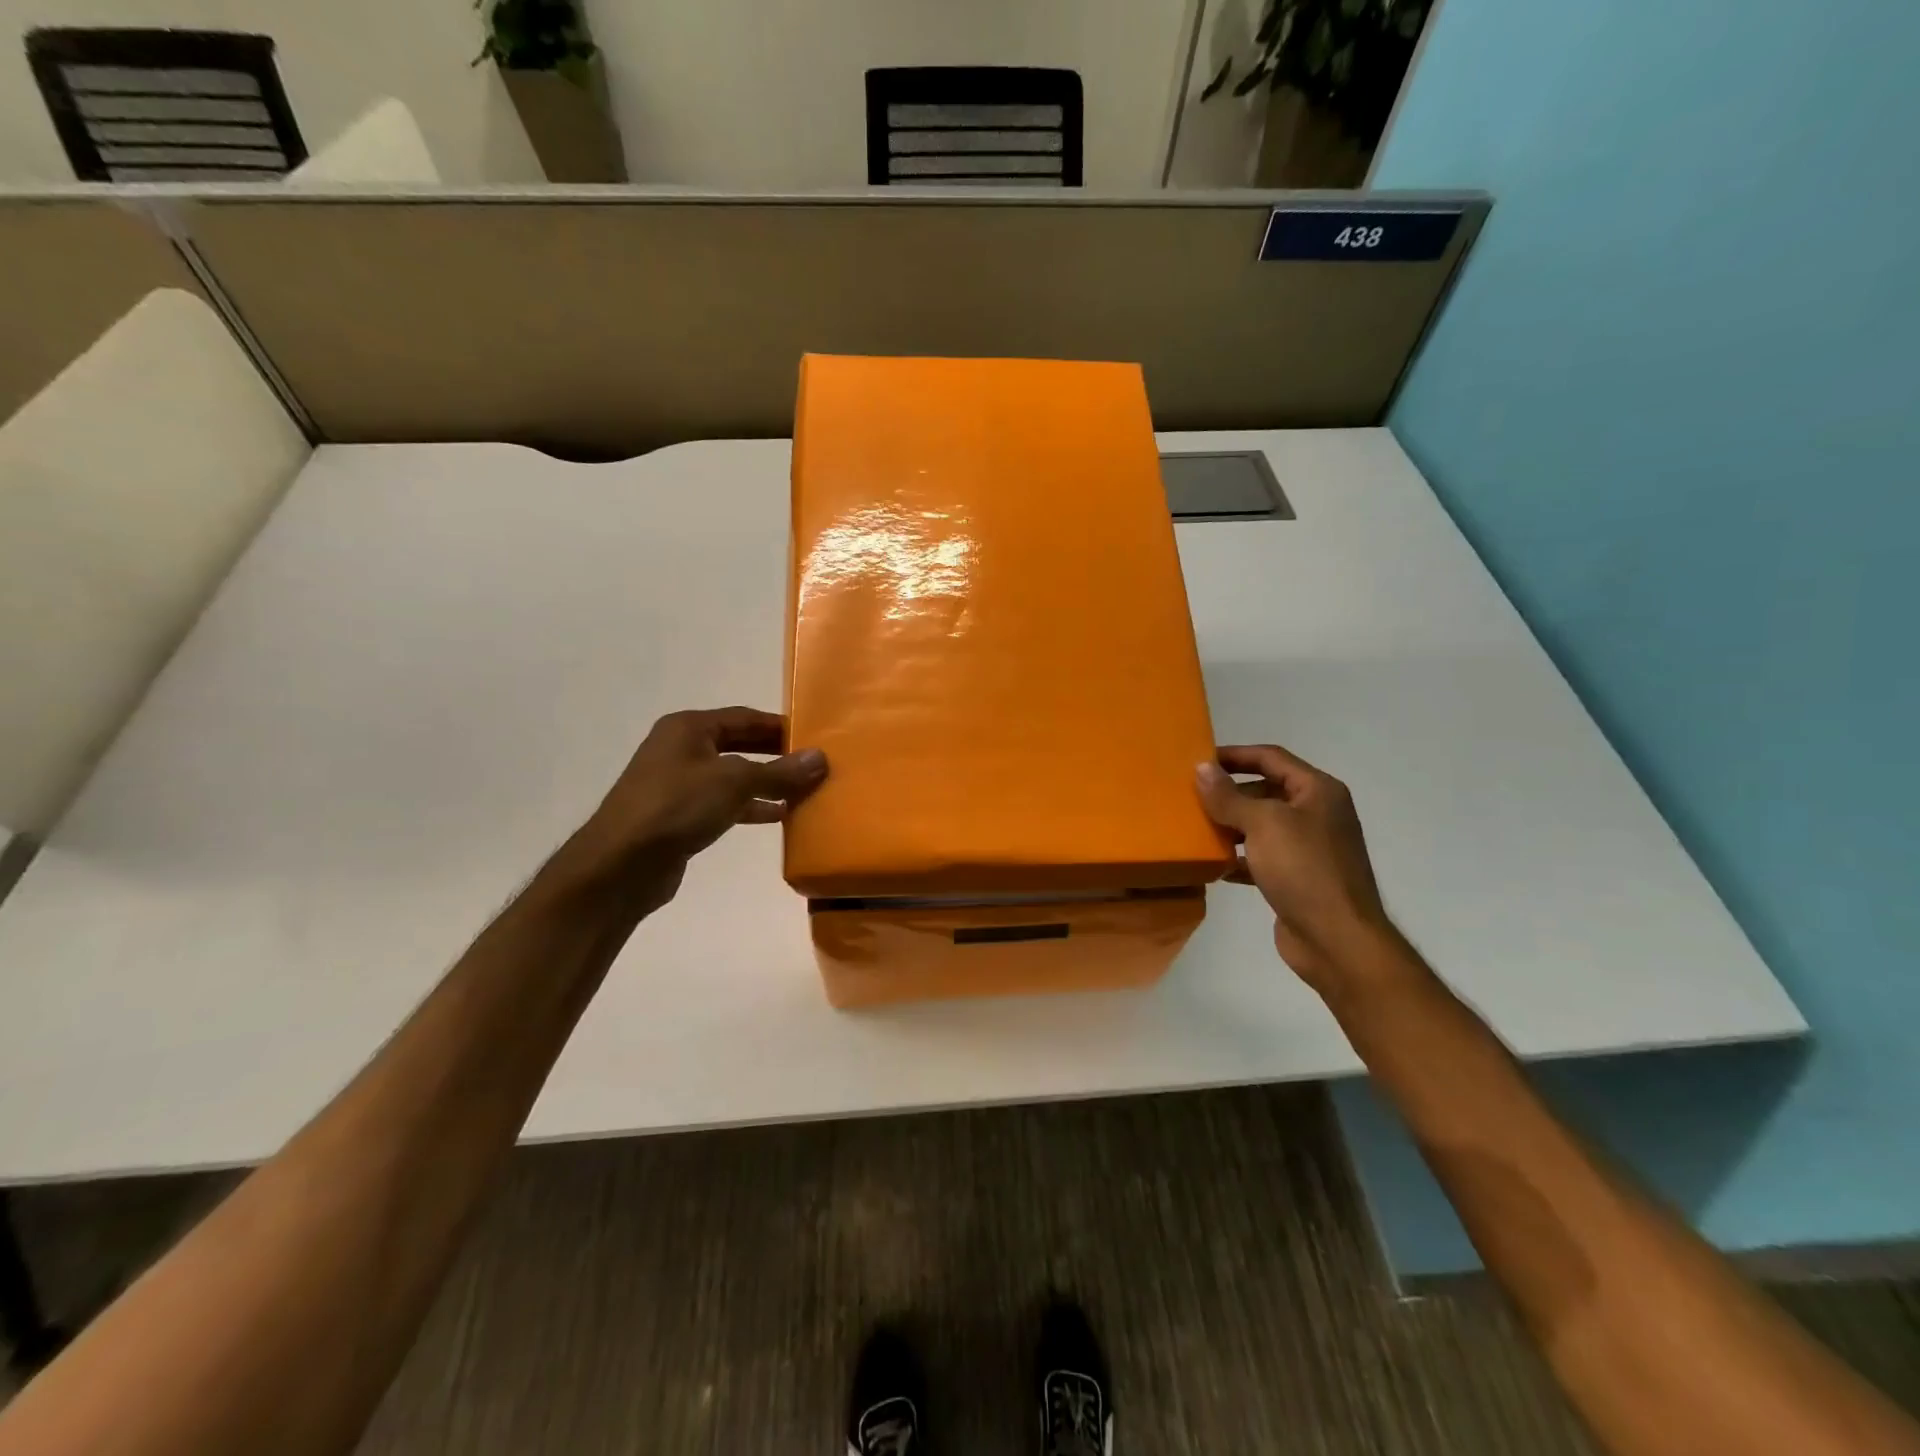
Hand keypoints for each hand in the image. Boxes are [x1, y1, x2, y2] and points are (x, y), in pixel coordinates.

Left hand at [565, 707, 826, 912]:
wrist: (621, 864)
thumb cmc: (677, 806)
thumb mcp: (735, 782)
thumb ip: (779, 771)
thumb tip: (820, 758)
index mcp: (689, 727)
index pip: (745, 717)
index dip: (780, 726)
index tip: (814, 736)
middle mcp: (681, 749)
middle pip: (739, 744)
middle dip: (776, 755)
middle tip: (813, 764)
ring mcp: (678, 783)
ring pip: (733, 776)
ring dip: (766, 783)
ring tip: (804, 791)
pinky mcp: (680, 815)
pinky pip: (724, 803)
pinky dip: (750, 806)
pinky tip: (778, 815)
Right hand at [1195, 744, 1400, 994]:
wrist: (1337, 940)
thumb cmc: (1304, 869)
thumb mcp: (1262, 824)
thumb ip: (1229, 796)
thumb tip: (1201, 768)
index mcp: (1317, 791)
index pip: (1271, 757)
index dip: (1235, 755)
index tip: (1199, 761)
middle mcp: (1316, 814)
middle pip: (1266, 790)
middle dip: (1229, 793)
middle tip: (1190, 796)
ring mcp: (1309, 848)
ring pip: (1261, 826)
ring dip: (1230, 826)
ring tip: (1194, 827)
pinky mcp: (1297, 879)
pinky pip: (1261, 857)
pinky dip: (1238, 858)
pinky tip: (1212, 864)